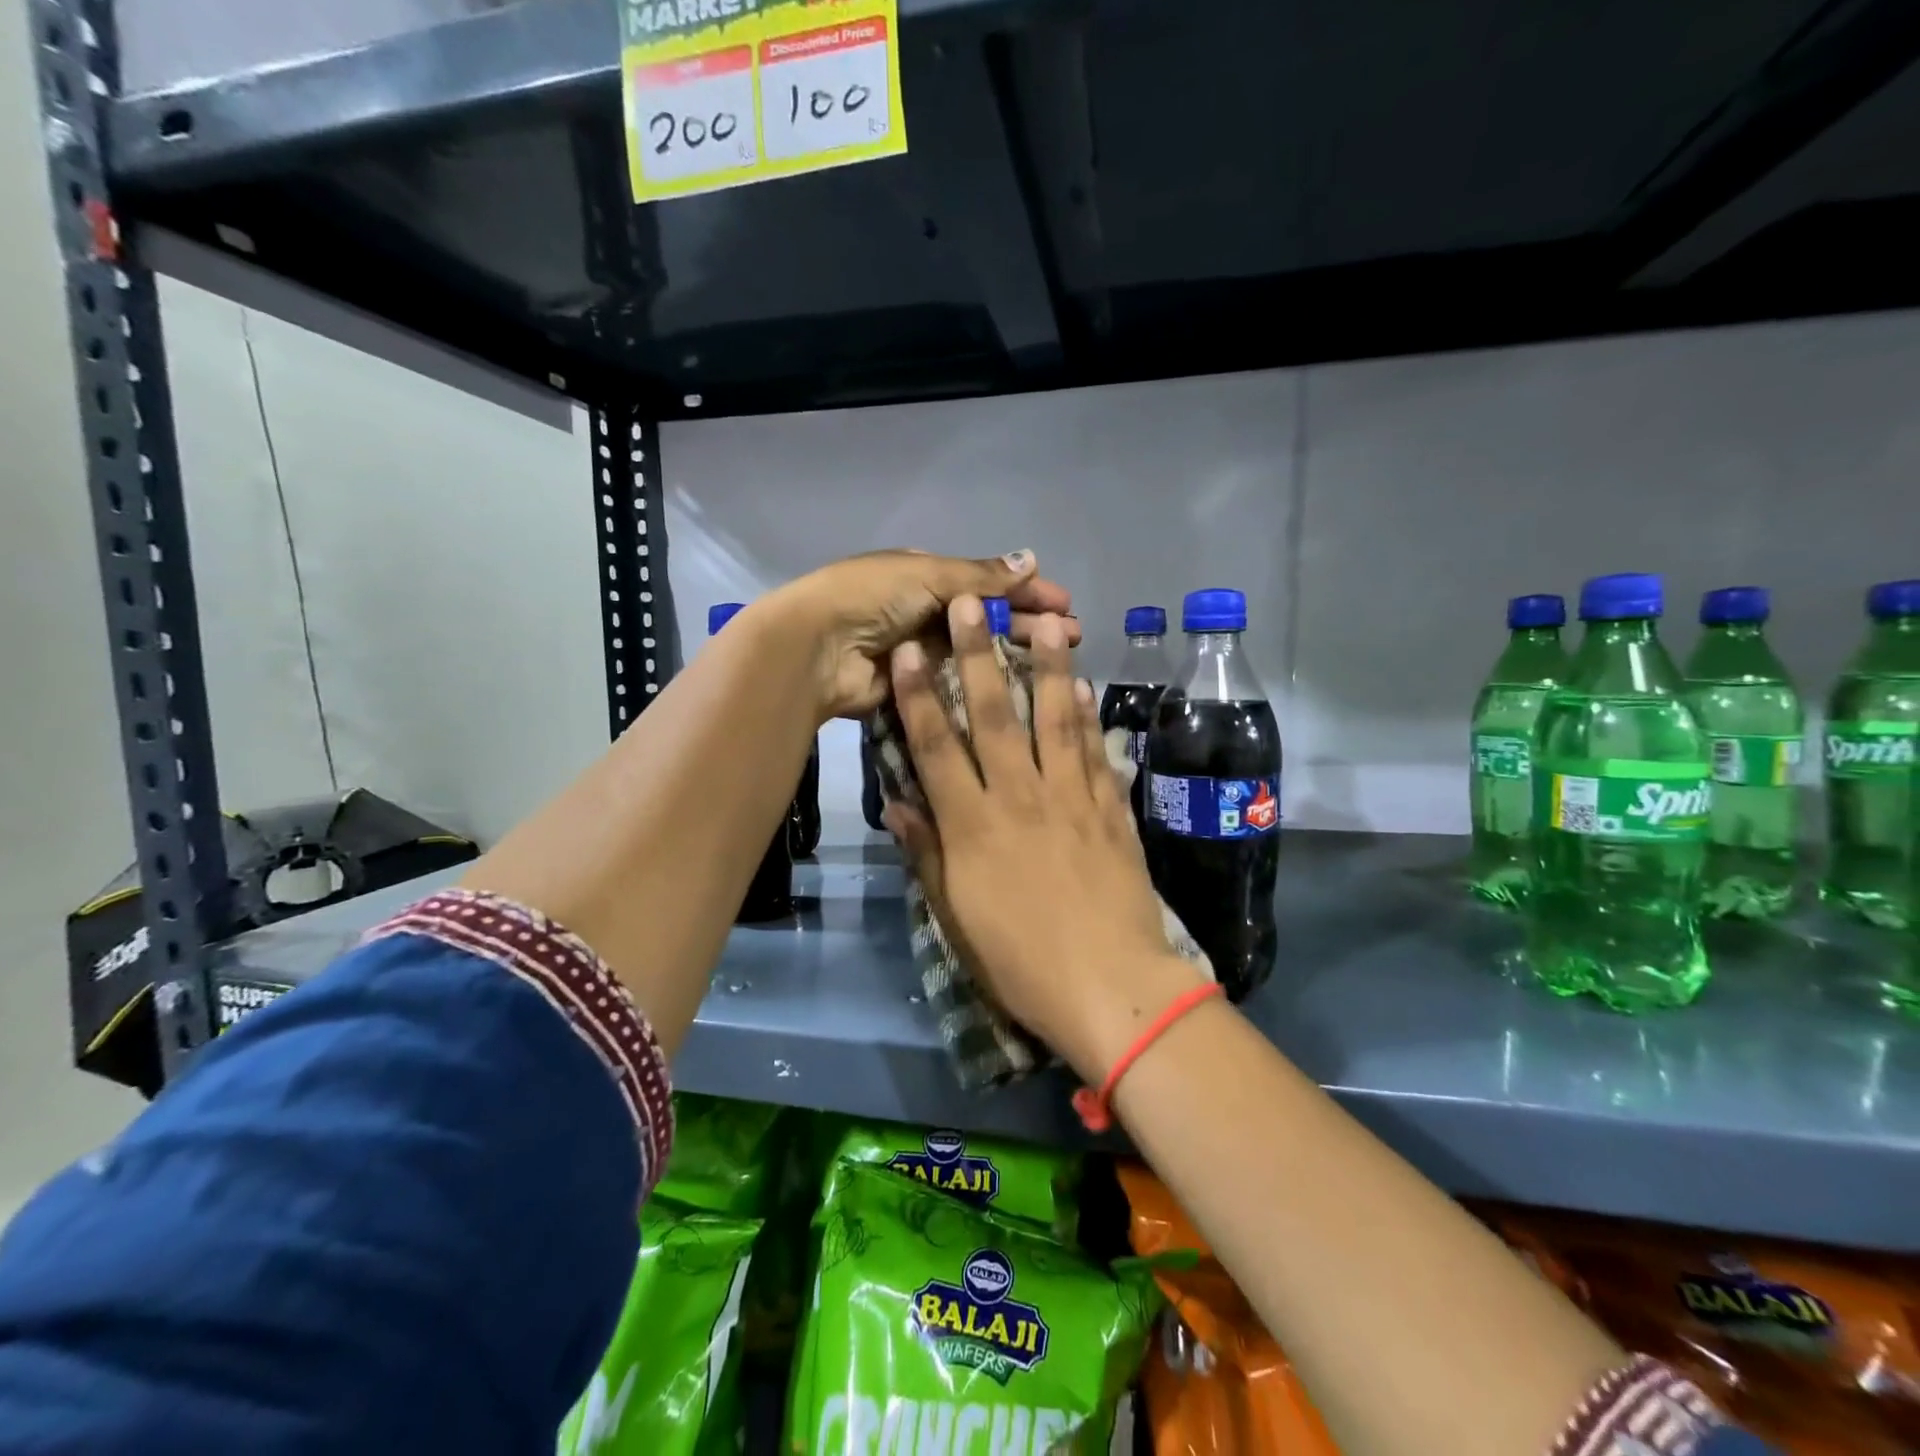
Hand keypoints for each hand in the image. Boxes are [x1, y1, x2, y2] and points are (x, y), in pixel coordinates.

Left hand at [765, 550, 1079, 720]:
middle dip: (1029, 624)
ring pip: (977, 652)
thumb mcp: (929, 575)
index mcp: (927, 577)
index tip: (1065, 605)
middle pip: (987, 618)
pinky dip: (986, 683)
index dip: (1026, 592)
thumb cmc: (873, 598)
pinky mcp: (917, 686)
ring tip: (1056, 662)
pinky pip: (958, 682)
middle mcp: (927, 612)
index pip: (987, 583)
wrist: (818, 647)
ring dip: (1014, 653)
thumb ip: (981, 576)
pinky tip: (1020, 690)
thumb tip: (1031, 558)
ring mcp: (923, 652)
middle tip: (1072, 636)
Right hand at [883, 598, 1205, 1081]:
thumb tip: (896, 801)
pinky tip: (1085, 686)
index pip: (937, 747)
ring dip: (1048, 667)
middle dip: (979, 655)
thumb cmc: (1020, 961)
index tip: (910, 649)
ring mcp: (1072, 799)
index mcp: (974, 825)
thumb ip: (926, 852)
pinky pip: (1097, 752)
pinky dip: (1090, 717)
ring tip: (1045, 622)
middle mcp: (1020, 797)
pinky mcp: (1111, 810)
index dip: (920, 694)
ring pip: (1055, 719)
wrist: (1111, 987)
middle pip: (995, 715)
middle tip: (972, 604)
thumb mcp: (956, 915)